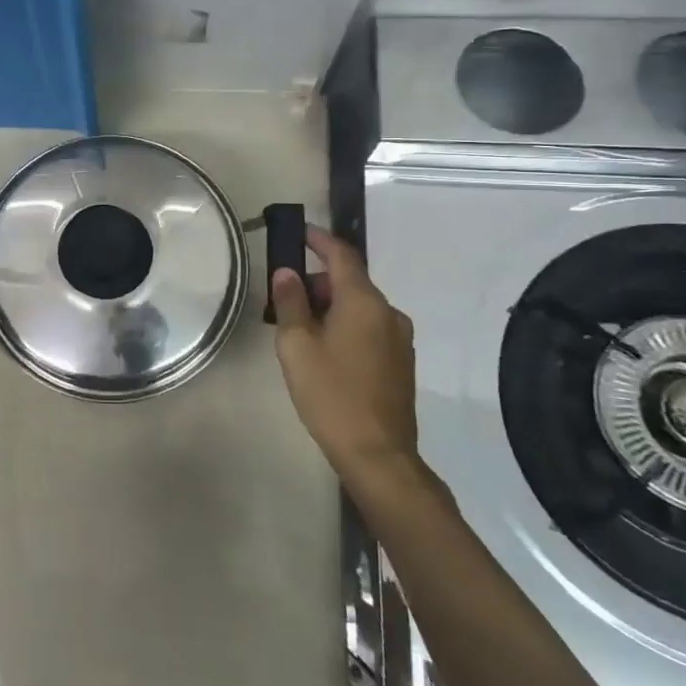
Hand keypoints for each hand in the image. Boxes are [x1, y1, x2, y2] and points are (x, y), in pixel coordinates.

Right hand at [270, 225, 417, 479]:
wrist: (378, 454)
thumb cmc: (331, 394)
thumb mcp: (297, 346)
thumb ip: (290, 303)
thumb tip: (287, 272)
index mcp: (364, 303)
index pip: (342, 256)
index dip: (319, 240)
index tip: (299, 232)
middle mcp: (388, 313)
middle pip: (350, 282)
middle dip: (317, 282)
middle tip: (284, 298)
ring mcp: (399, 339)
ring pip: (359, 307)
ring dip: (330, 307)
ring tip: (299, 329)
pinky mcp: (401, 362)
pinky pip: (369, 329)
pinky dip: (345, 326)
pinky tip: (324, 351)